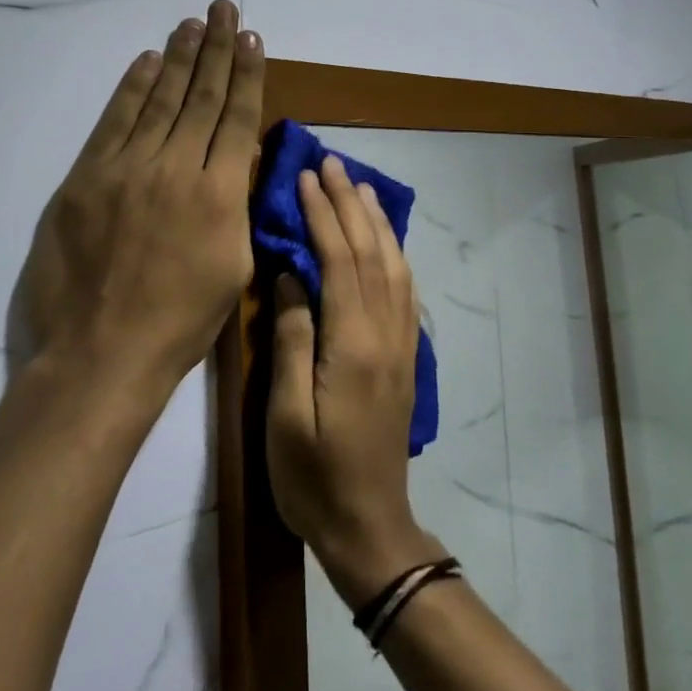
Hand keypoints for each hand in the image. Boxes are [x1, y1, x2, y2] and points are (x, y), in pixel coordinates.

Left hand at [10, 0, 263, 410]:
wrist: (101, 355)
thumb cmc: (180, 322)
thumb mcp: (233, 267)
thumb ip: (237, 206)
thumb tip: (237, 159)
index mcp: (220, 193)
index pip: (236, 117)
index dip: (246, 74)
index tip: (251, 39)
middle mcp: (176, 167)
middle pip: (200, 96)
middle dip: (216, 49)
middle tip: (224, 9)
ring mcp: (127, 168)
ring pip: (159, 99)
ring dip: (178, 57)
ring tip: (192, 23)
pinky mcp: (87, 177)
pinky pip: (114, 121)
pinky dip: (131, 88)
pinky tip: (148, 61)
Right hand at [266, 157, 446, 606]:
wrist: (369, 526)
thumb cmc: (313, 476)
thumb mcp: (286, 414)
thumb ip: (292, 338)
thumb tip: (291, 274)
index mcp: (352, 343)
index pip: (339, 259)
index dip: (323, 214)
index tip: (306, 177)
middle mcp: (384, 333)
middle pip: (370, 252)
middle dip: (351, 203)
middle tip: (333, 163)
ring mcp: (400, 343)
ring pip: (393, 265)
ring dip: (377, 221)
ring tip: (362, 187)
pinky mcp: (405, 356)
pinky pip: (404, 289)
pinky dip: (394, 253)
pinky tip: (385, 240)